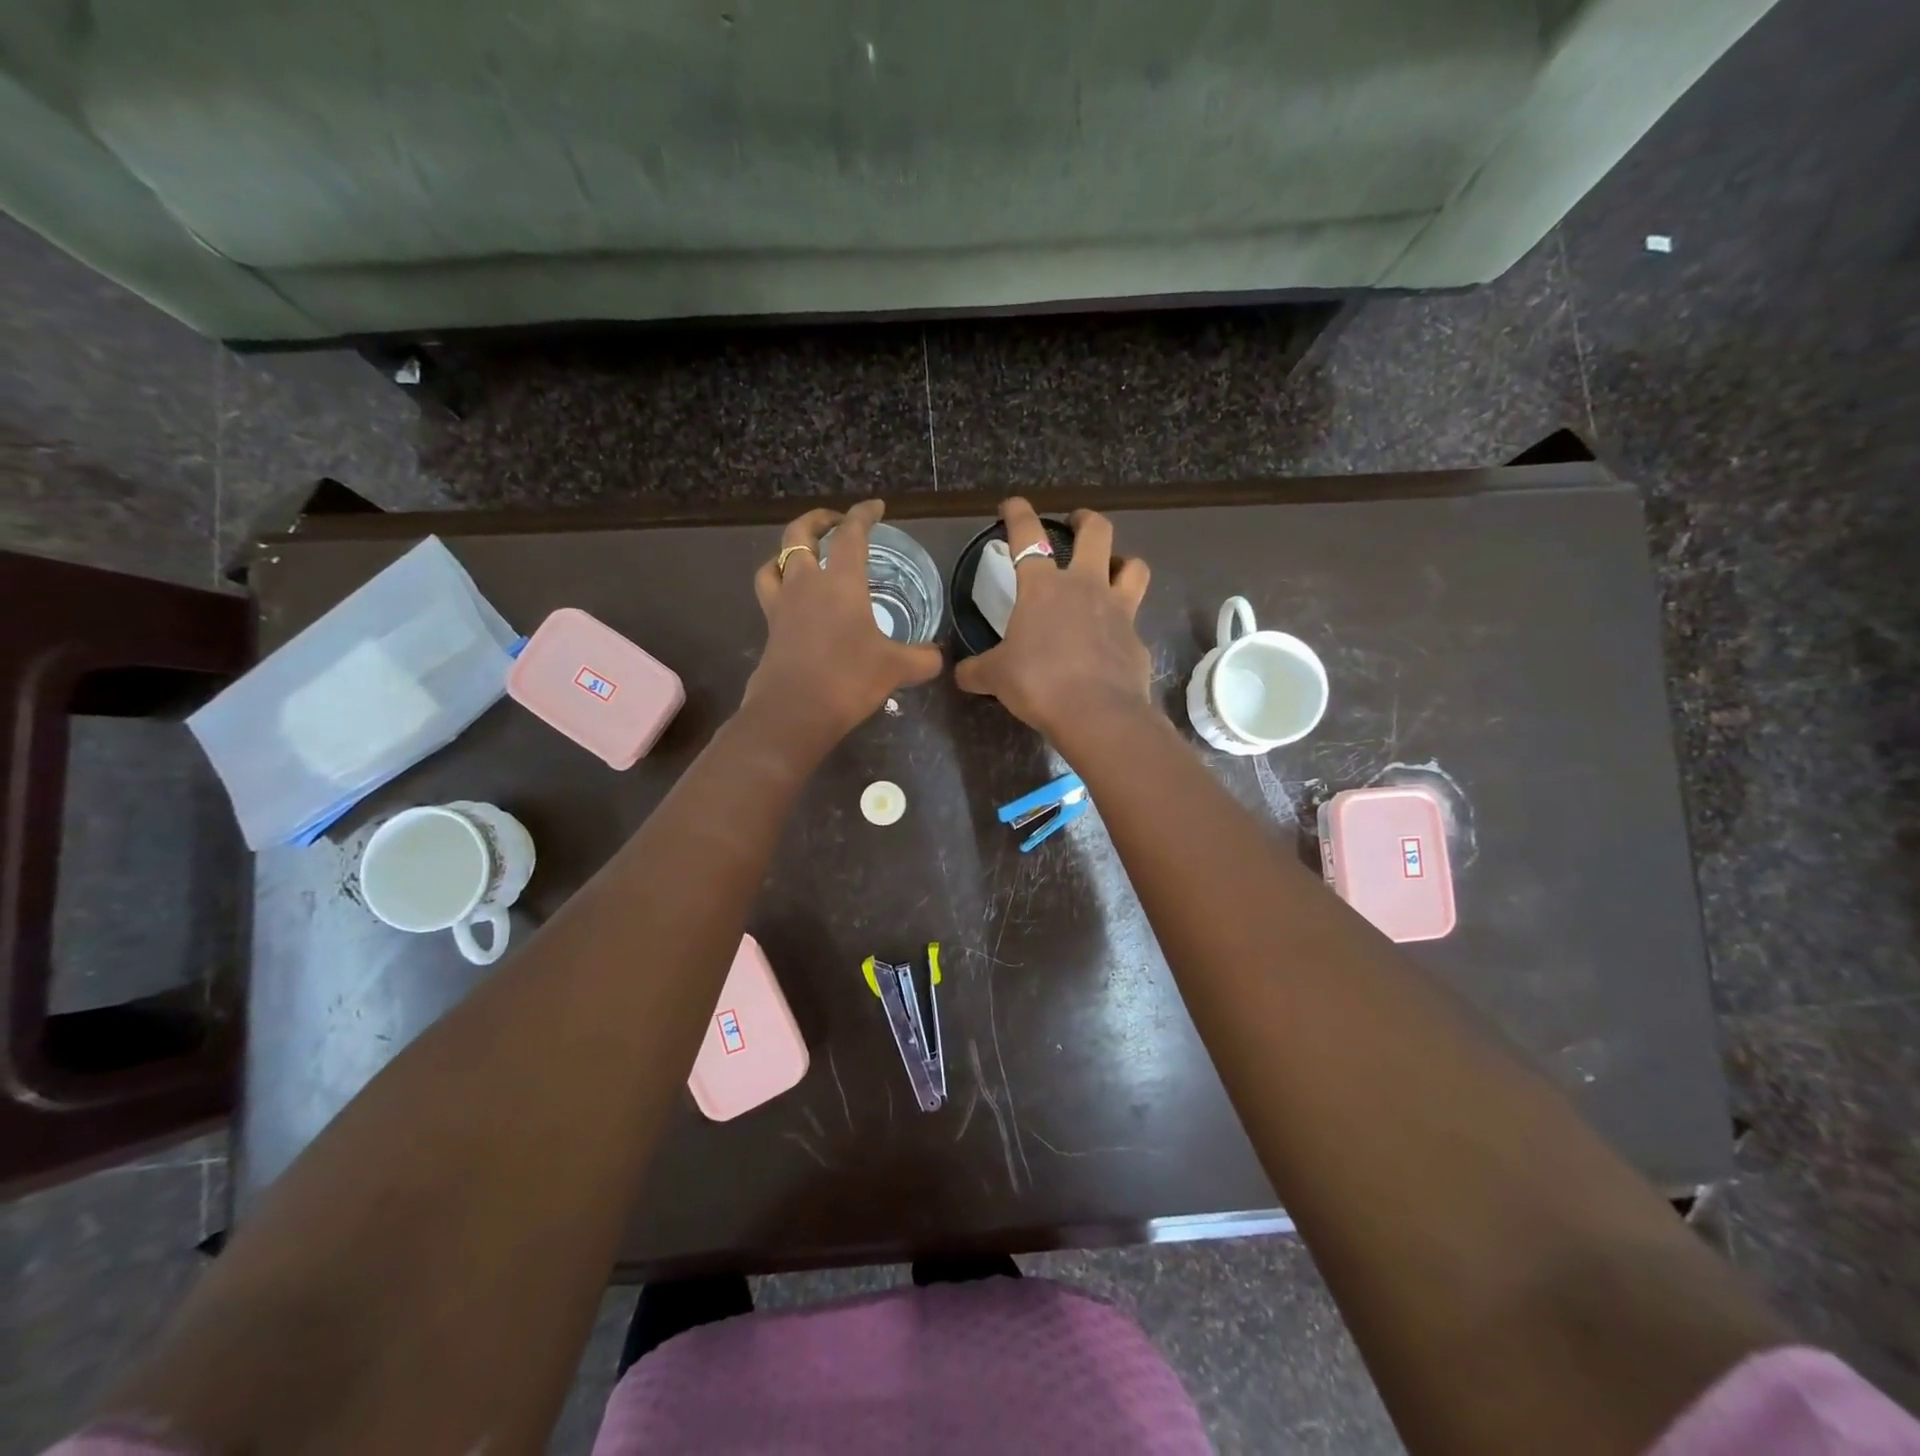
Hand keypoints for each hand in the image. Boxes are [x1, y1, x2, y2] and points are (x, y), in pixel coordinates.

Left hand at [743, 500, 942, 747]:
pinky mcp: (770, 629)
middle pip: (800, 534)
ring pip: (775, 561)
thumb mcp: (897, 668)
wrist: (794, 712)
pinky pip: (769, 593)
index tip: (876, 507)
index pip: (851, 534)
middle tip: (834, 522)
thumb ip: (922, 658)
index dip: (863, 514)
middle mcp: (806, 583)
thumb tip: (938, 657)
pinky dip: (779, 584)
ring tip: (804, 556)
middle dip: (818, 520)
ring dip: (789, 550)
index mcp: (840, 581)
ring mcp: (782, 605)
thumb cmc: (848, 679)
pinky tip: (793, 599)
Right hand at [954, 498, 1152, 742]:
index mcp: (1043, 587)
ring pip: (1133, 566)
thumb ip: (977, 670)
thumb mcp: (995, 677)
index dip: (1017, 513)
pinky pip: (1134, 622)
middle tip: (1075, 523)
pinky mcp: (1137, 640)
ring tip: (1112, 570)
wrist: (1096, 713)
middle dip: (1085, 519)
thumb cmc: (1038, 683)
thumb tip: (960, 674)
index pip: (1027, 535)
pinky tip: (1112, 642)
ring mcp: (1118, 610)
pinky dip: (1123, 625)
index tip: (1012, 505)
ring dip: (1123, 561)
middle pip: (1097, 531)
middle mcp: (1085, 586)